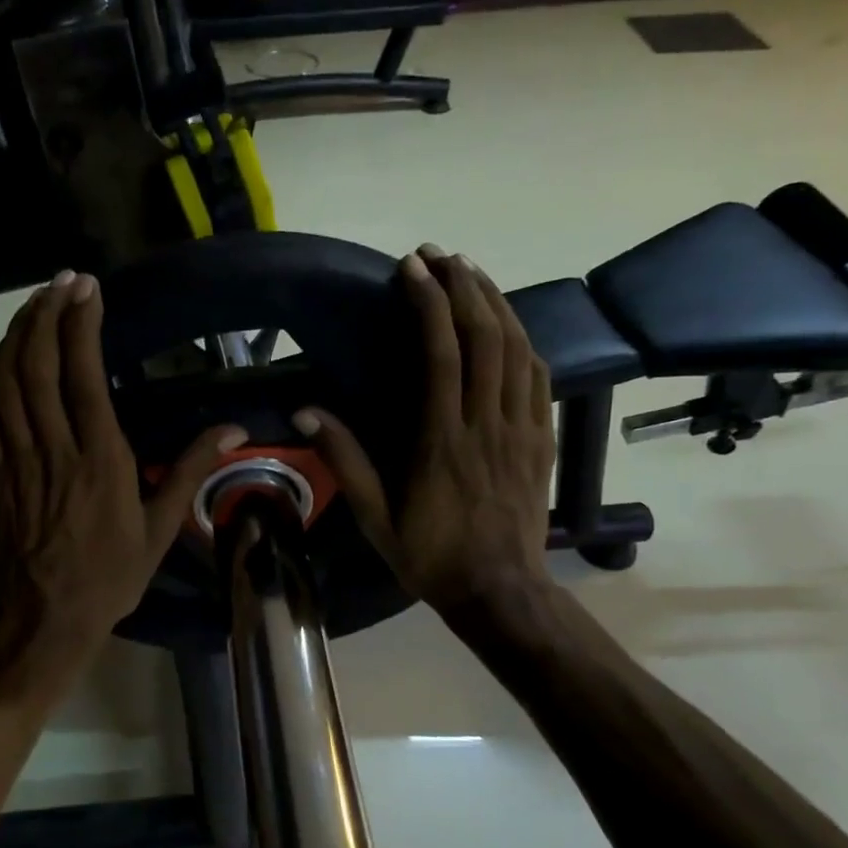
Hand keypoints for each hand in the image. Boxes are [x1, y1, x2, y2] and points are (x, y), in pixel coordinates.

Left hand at [0, 271, 244, 701]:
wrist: (46, 616)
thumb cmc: (111, 574)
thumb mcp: (161, 528)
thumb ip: (191, 470)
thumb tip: (232, 427)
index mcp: (100, 461)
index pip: (84, 376)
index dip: (81, 325)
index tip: (88, 288)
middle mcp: (54, 449)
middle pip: (38, 365)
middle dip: (47, 314)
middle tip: (62, 281)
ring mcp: (17, 458)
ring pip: (6, 380)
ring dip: (17, 333)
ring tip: (36, 302)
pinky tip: (6, 351)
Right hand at [296, 246, 554, 617]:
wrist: (500, 591)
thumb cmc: (431, 556)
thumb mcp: (375, 517)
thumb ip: (345, 460)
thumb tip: (306, 411)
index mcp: (443, 440)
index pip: (443, 354)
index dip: (429, 304)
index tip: (411, 269)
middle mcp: (487, 423)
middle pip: (485, 337)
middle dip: (463, 287)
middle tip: (439, 256)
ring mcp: (521, 429)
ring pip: (517, 349)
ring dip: (495, 303)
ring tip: (471, 273)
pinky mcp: (541, 439)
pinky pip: (540, 378)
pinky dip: (524, 341)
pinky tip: (510, 326)